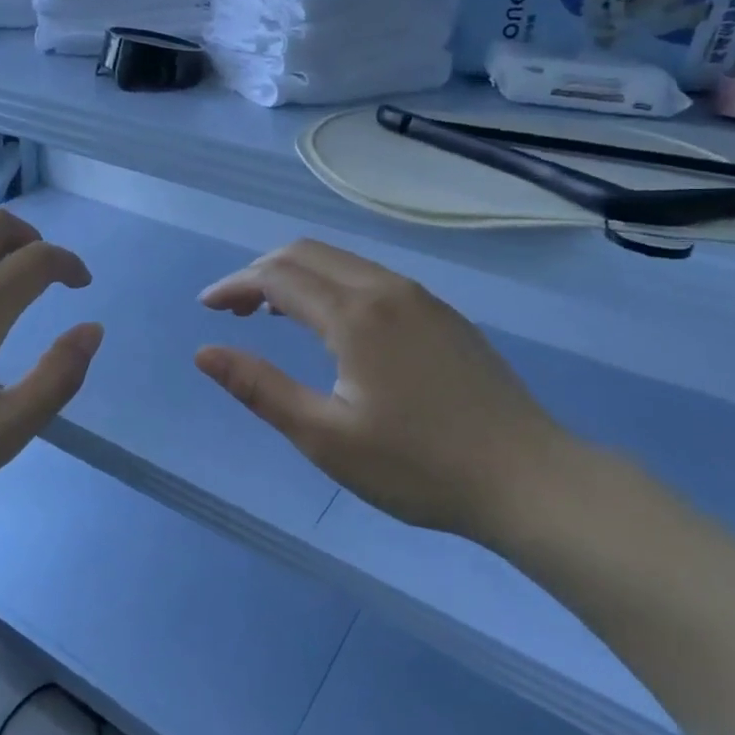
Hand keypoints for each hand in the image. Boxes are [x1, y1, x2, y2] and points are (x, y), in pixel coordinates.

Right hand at [194, 239, 577, 539]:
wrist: (529, 479)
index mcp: (355, 314)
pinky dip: (332, 286)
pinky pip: (370, 278)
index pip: (276, 276)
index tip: (206, 307)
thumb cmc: (418, 466)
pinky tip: (331, 326)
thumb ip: (260, 388)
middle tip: (232, 310)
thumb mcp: (325, 437)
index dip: (234, 285)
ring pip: (342, 263)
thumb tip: (204, 353)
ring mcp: (420, 298)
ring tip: (270, 314)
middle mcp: (386, 289)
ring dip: (296, 277)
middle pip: (307, 254)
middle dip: (260, 272)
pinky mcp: (442, 315)